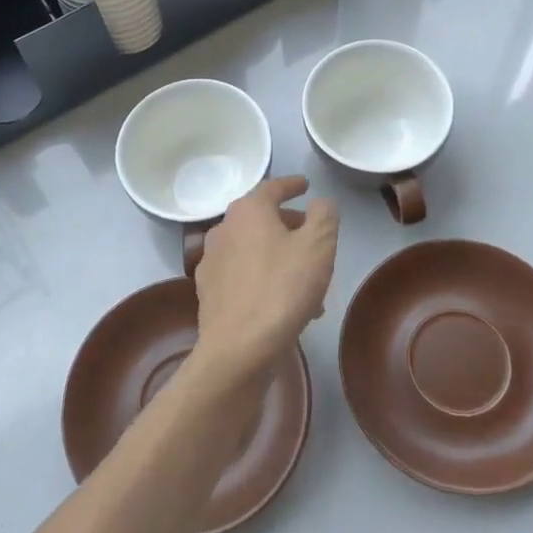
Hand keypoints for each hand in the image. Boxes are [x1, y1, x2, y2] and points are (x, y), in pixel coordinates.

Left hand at [191, 177, 338, 385]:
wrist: (240, 347)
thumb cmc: (283, 288)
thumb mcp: (318, 246)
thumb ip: (324, 215)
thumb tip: (320, 203)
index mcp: (248, 211)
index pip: (272, 187)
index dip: (292, 185)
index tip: (306, 186)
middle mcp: (224, 229)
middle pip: (261, 219)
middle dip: (289, 225)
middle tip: (312, 237)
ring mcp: (212, 261)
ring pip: (253, 250)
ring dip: (279, 256)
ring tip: (307, 280)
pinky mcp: (209, 292)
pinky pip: (243, 275)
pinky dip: (264, 278)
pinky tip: (284, 303)